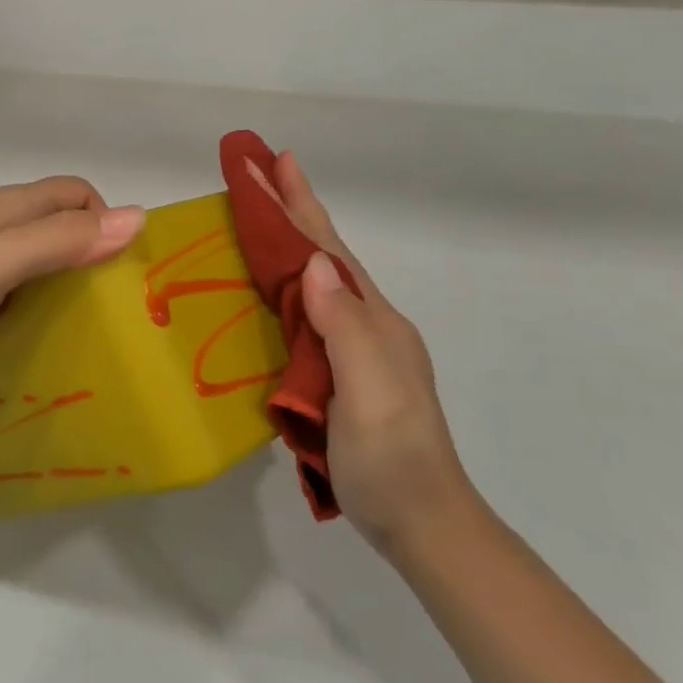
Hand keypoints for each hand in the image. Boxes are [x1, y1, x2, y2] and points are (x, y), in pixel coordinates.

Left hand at [0, 176, 145, 367]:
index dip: (106, 220)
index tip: (119, 269)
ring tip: (81, 315)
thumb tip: (138, 217)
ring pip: (40, 247)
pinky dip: (39, 289)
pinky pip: (19, 274)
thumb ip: (63, 240)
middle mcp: (0, 219)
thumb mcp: (2, 261)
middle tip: (108, 297)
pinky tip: (36, 321)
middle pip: (62, 219)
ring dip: (67, 270)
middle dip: (91, 245)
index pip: (78, 193)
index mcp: (13, 206)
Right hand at [268, 151, 478, 552]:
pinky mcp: (341, 372)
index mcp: (373, 320)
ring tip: (263, 212)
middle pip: (324, 255)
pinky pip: (308, 312)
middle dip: (293, 209)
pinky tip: (274, 287)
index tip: (274, 159)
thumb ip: (344, 327)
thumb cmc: (391, 457)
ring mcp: (357, 348)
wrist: (422, 523)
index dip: (299, 204)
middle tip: (260, 169)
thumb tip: (315, 264)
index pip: (327, 250)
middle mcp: (367, 323)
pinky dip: (287, 284)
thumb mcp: (369, 392)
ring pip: (317, 280)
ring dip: (290, 241)